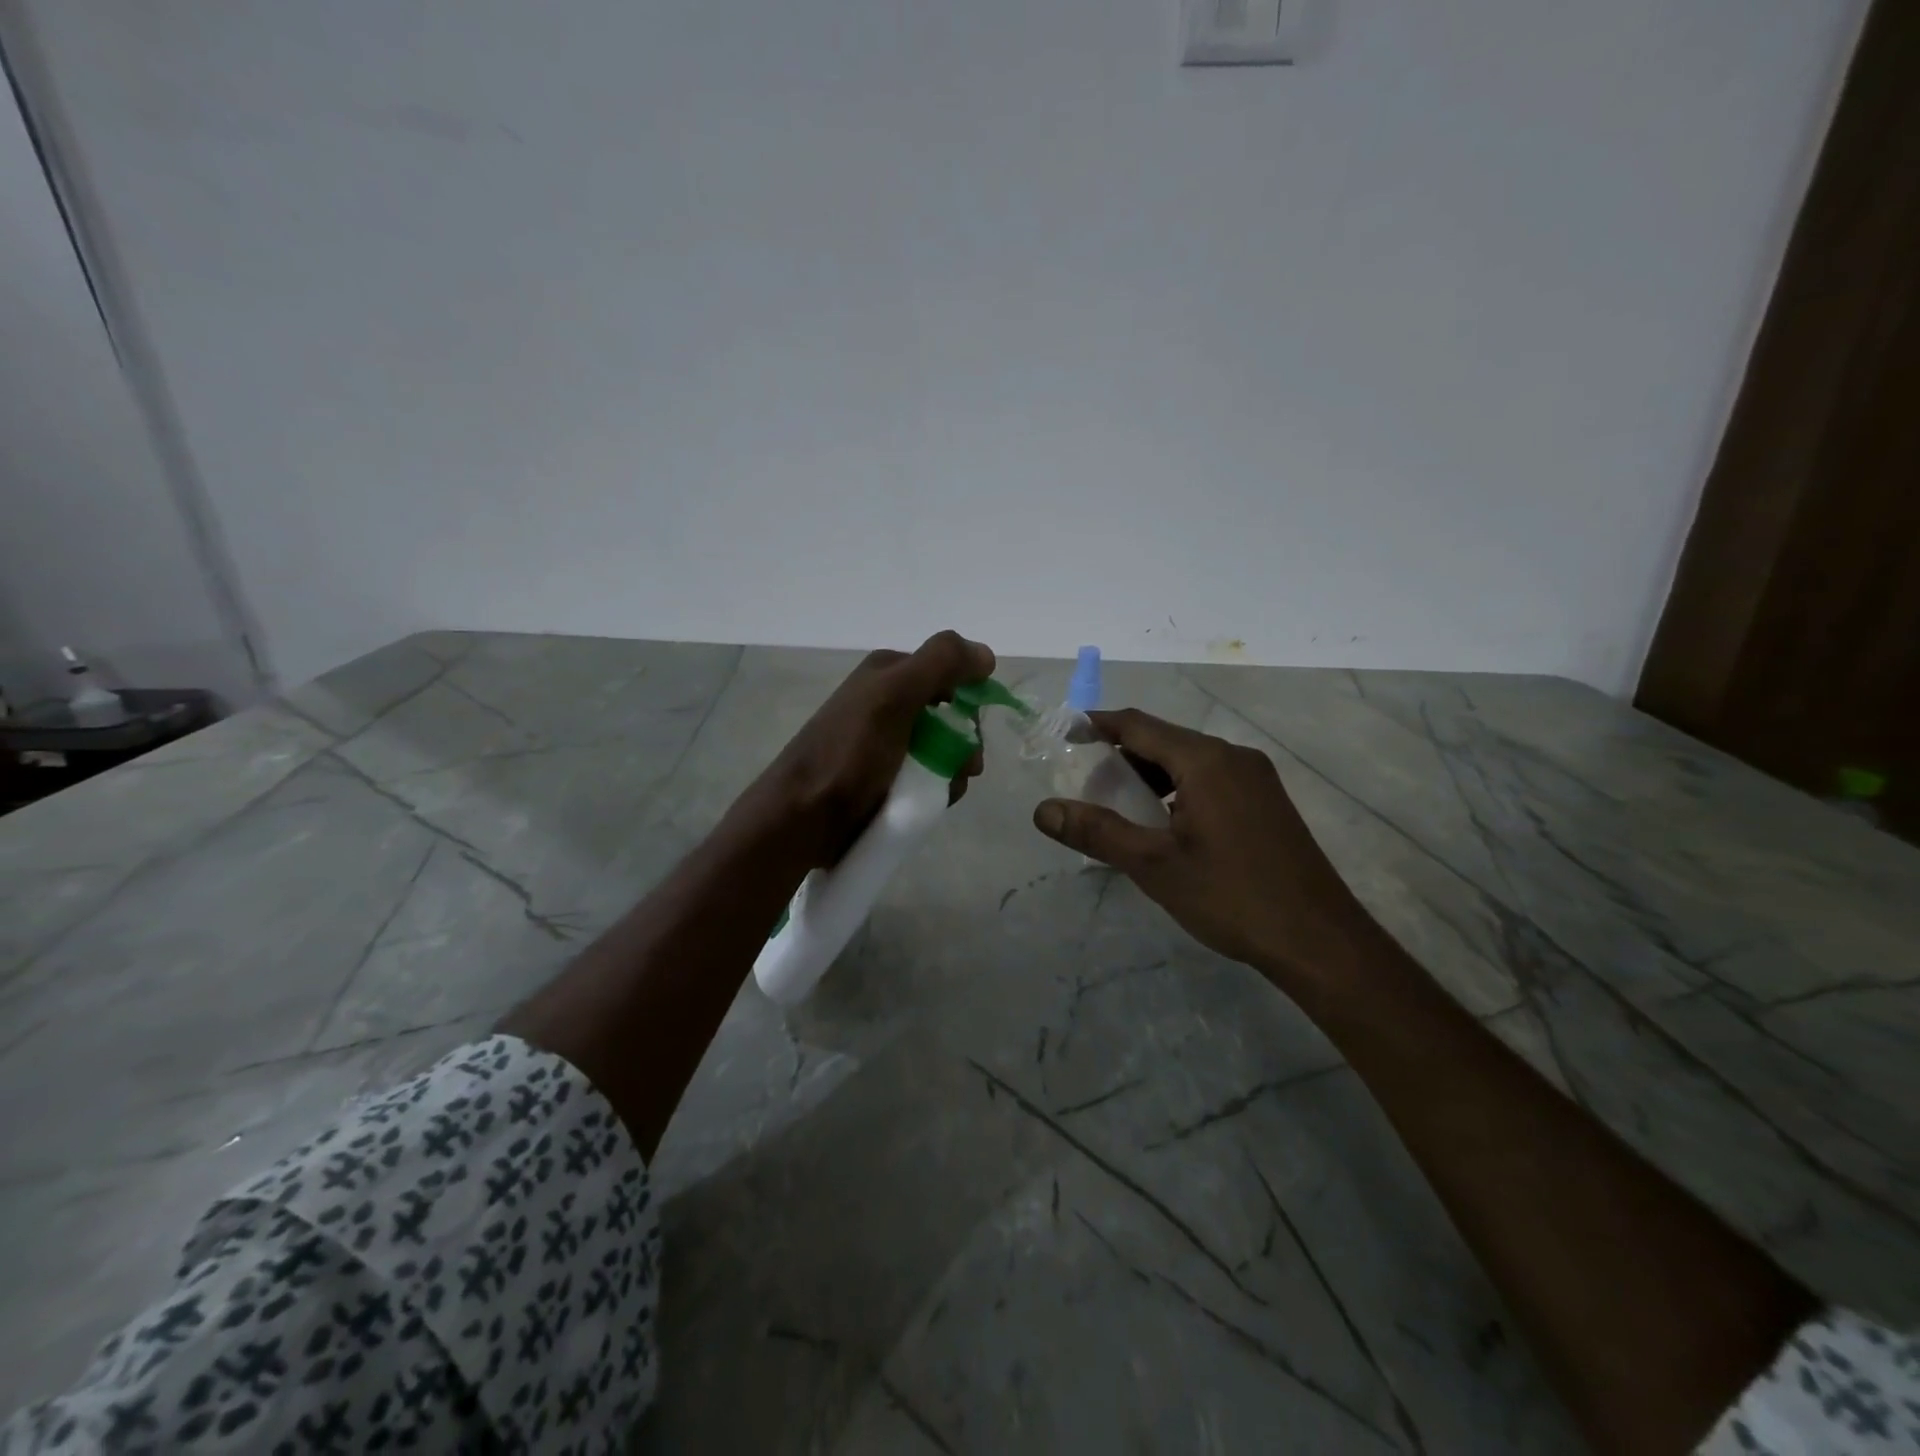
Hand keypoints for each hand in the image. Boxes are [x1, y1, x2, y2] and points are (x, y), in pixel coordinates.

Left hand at [750, 630, 994, 868]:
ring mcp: (885, 742)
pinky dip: (937, 788)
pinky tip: (932, 803)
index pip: (948, 673)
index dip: (968, 697)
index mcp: (887, 673)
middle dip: (964, 741)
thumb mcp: (893, 696)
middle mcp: (886, 701)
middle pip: (949, 714)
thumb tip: (986, 655)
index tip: (971, 727)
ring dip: (954, 769)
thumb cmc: (849, 753)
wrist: (802, 816)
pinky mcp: (884, 777)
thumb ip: (941, 664)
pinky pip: (926, 776)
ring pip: (942, 749)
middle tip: (965, 767)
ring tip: (945, 791)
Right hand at [1032, 709, 1372, 975]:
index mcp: (1205, 761)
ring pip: (1188, 761)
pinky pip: (1211, 779)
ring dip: (1151, 775)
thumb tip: (1043, 810)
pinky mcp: (1267, 802)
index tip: (1064, 734)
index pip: (1139, 725)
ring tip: (1123, 810)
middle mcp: (1233, 756)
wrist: (1319, 941)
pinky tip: (1167, 826)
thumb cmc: (1231, 896)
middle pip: (1164, 740)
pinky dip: (1178, 790)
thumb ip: (1097, 832)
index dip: (1098, 725)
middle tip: (1089, 788)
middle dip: (1122, 756)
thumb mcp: (1153, 865)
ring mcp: (1256, 778)